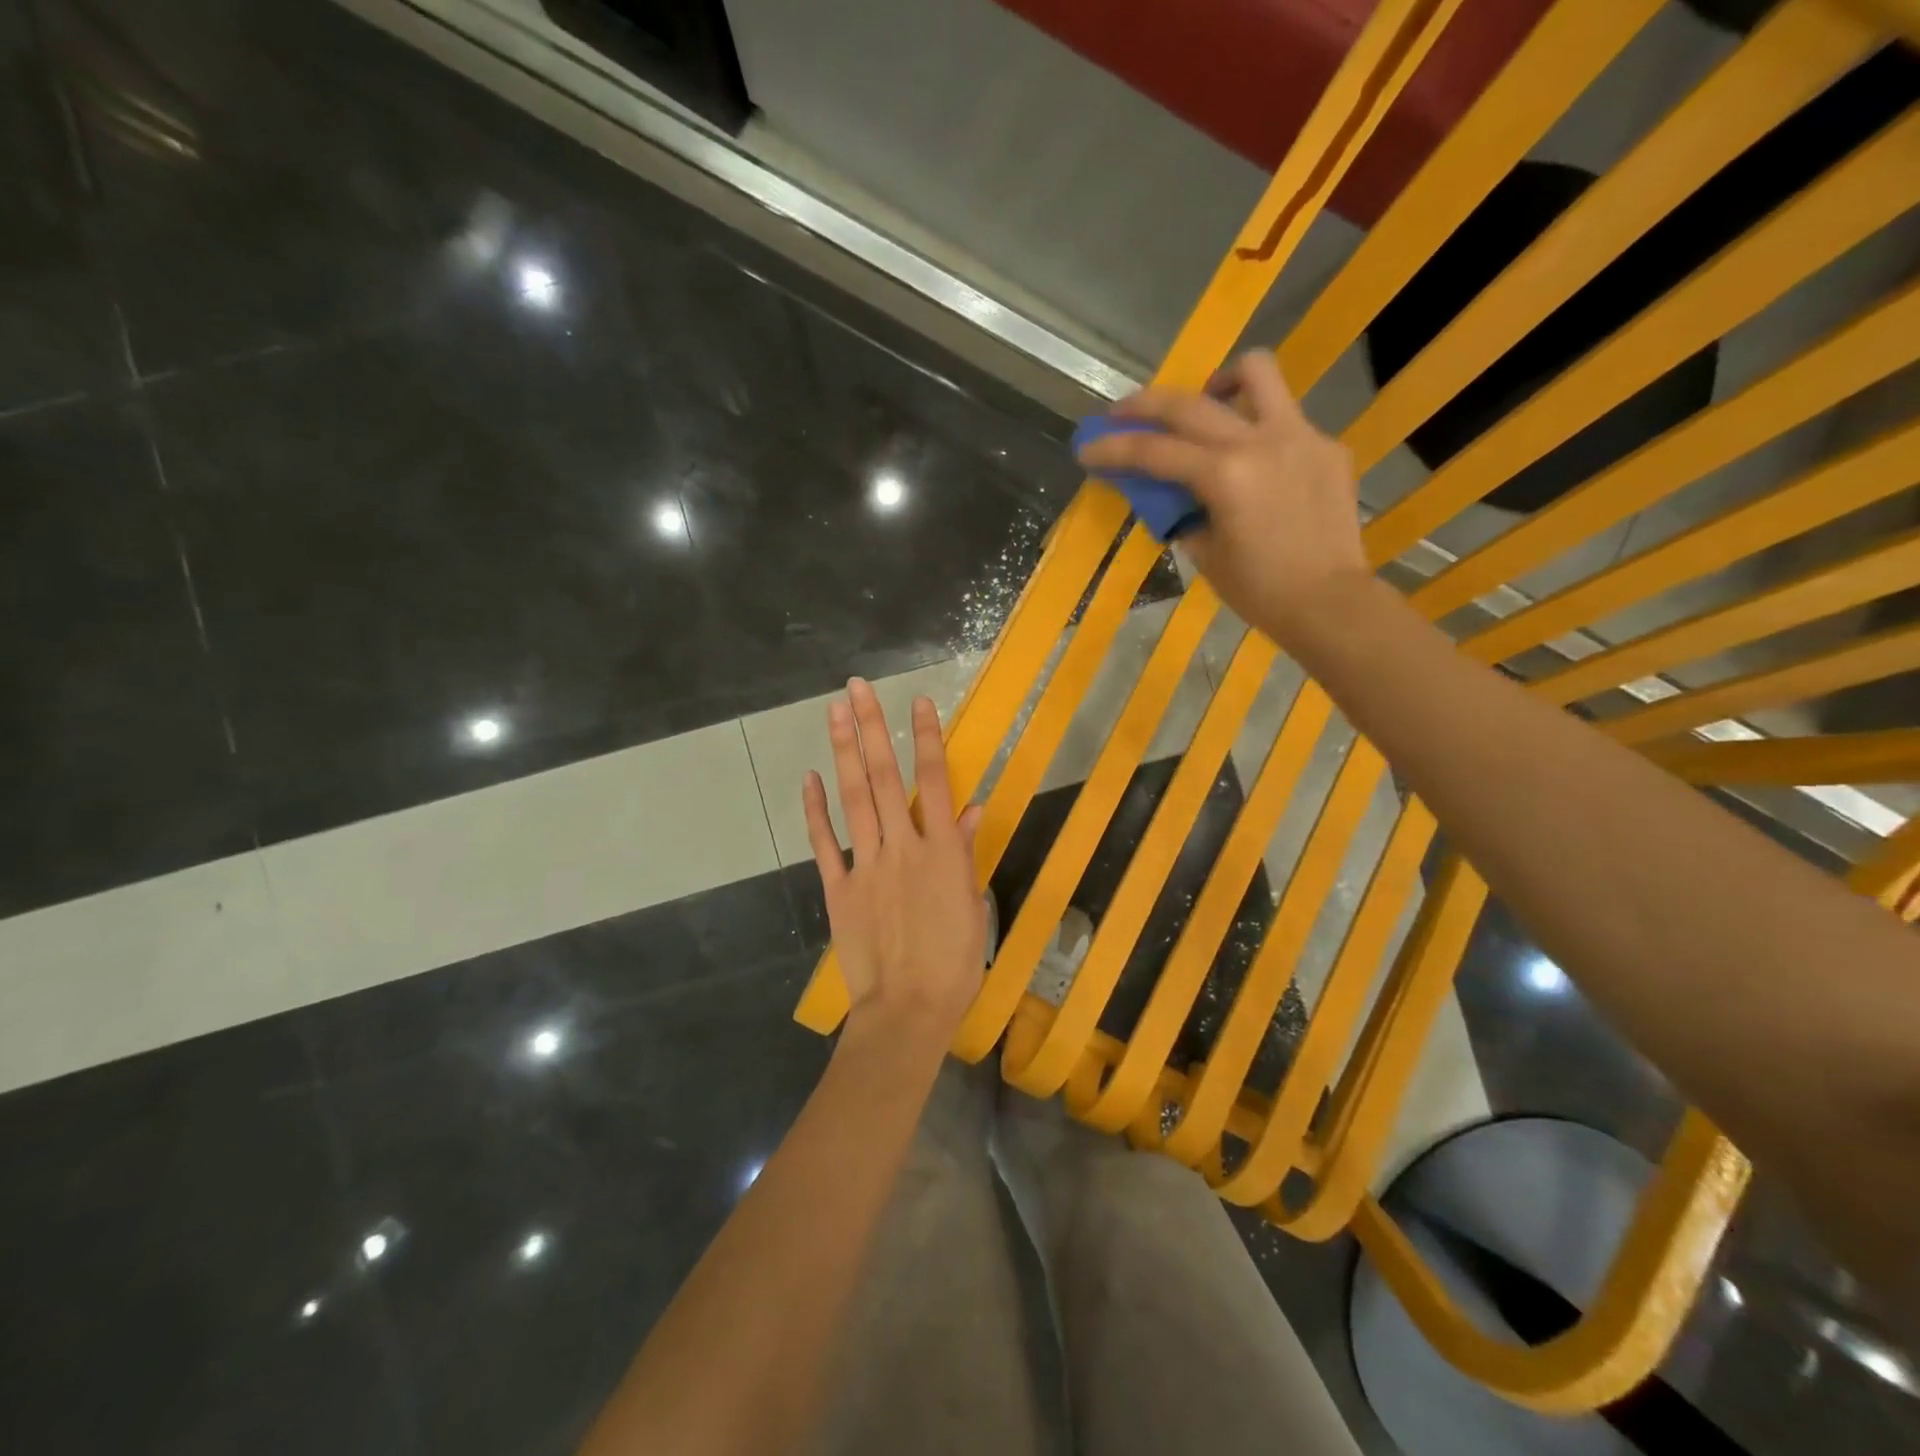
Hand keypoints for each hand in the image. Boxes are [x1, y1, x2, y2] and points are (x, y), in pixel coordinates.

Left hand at [802, 680, 986, 1048]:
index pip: (934, 781)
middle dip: (872, 728)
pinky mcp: (839, 888)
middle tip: (857, 687)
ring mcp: (867, 865)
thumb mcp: (973, 906)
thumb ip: (966, 853)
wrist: (908, 1011)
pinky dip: (816, 809)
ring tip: (836, 712)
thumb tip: (970, 808)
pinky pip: (825, 843)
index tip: (916, 702)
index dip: (927, 739)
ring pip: (854, 798)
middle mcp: (904, 847)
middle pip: (885, 777)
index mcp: (943, 851)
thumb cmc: (954, 963)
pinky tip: (810, 777)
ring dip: (844, 752)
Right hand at [1076, 351, 1367, 642]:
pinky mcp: (1327, 446)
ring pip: (1255, 373)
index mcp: (1225, 475)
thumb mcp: (1205, 553)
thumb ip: (1182, 512)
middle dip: (1144, 405)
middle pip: (1189, 403)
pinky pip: (1285, 419)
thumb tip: (1170, 493)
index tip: (1086, 449)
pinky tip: (1255, 464)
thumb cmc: (1259, 590)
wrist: (1329, 602)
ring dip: (1218, 384)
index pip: (1154, 451)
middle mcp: (1260, 441)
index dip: (1113, 448)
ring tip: (1205, 407)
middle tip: (1120, 414)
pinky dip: (1258, 430)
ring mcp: (1300, 436)